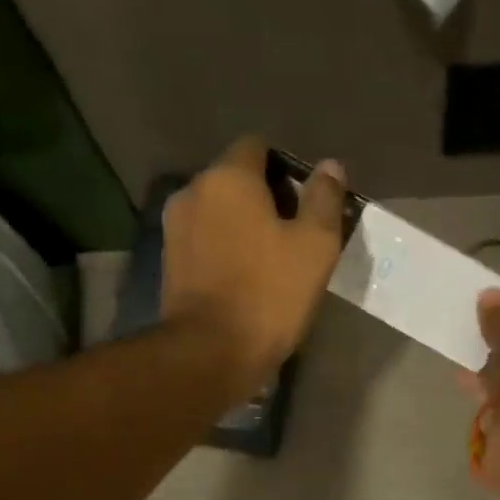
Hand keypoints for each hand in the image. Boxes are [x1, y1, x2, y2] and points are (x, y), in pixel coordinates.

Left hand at [161, 137, 346, 387]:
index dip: (286, 167)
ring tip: (271, 259)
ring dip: (243, 225)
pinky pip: (204, 240)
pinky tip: (245, 277)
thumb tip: (330, 166)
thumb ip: (324, 198)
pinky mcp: (169, 262)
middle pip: (235, 179)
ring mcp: (175, 228)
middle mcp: (193, 192)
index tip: (307, 201)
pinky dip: (224, 248)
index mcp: (228, 177)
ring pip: (218, 212)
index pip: (257, 147)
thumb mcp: (315, 245)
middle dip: (265, 197)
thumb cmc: (269, 293)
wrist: (210, 352)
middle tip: (296, 234)